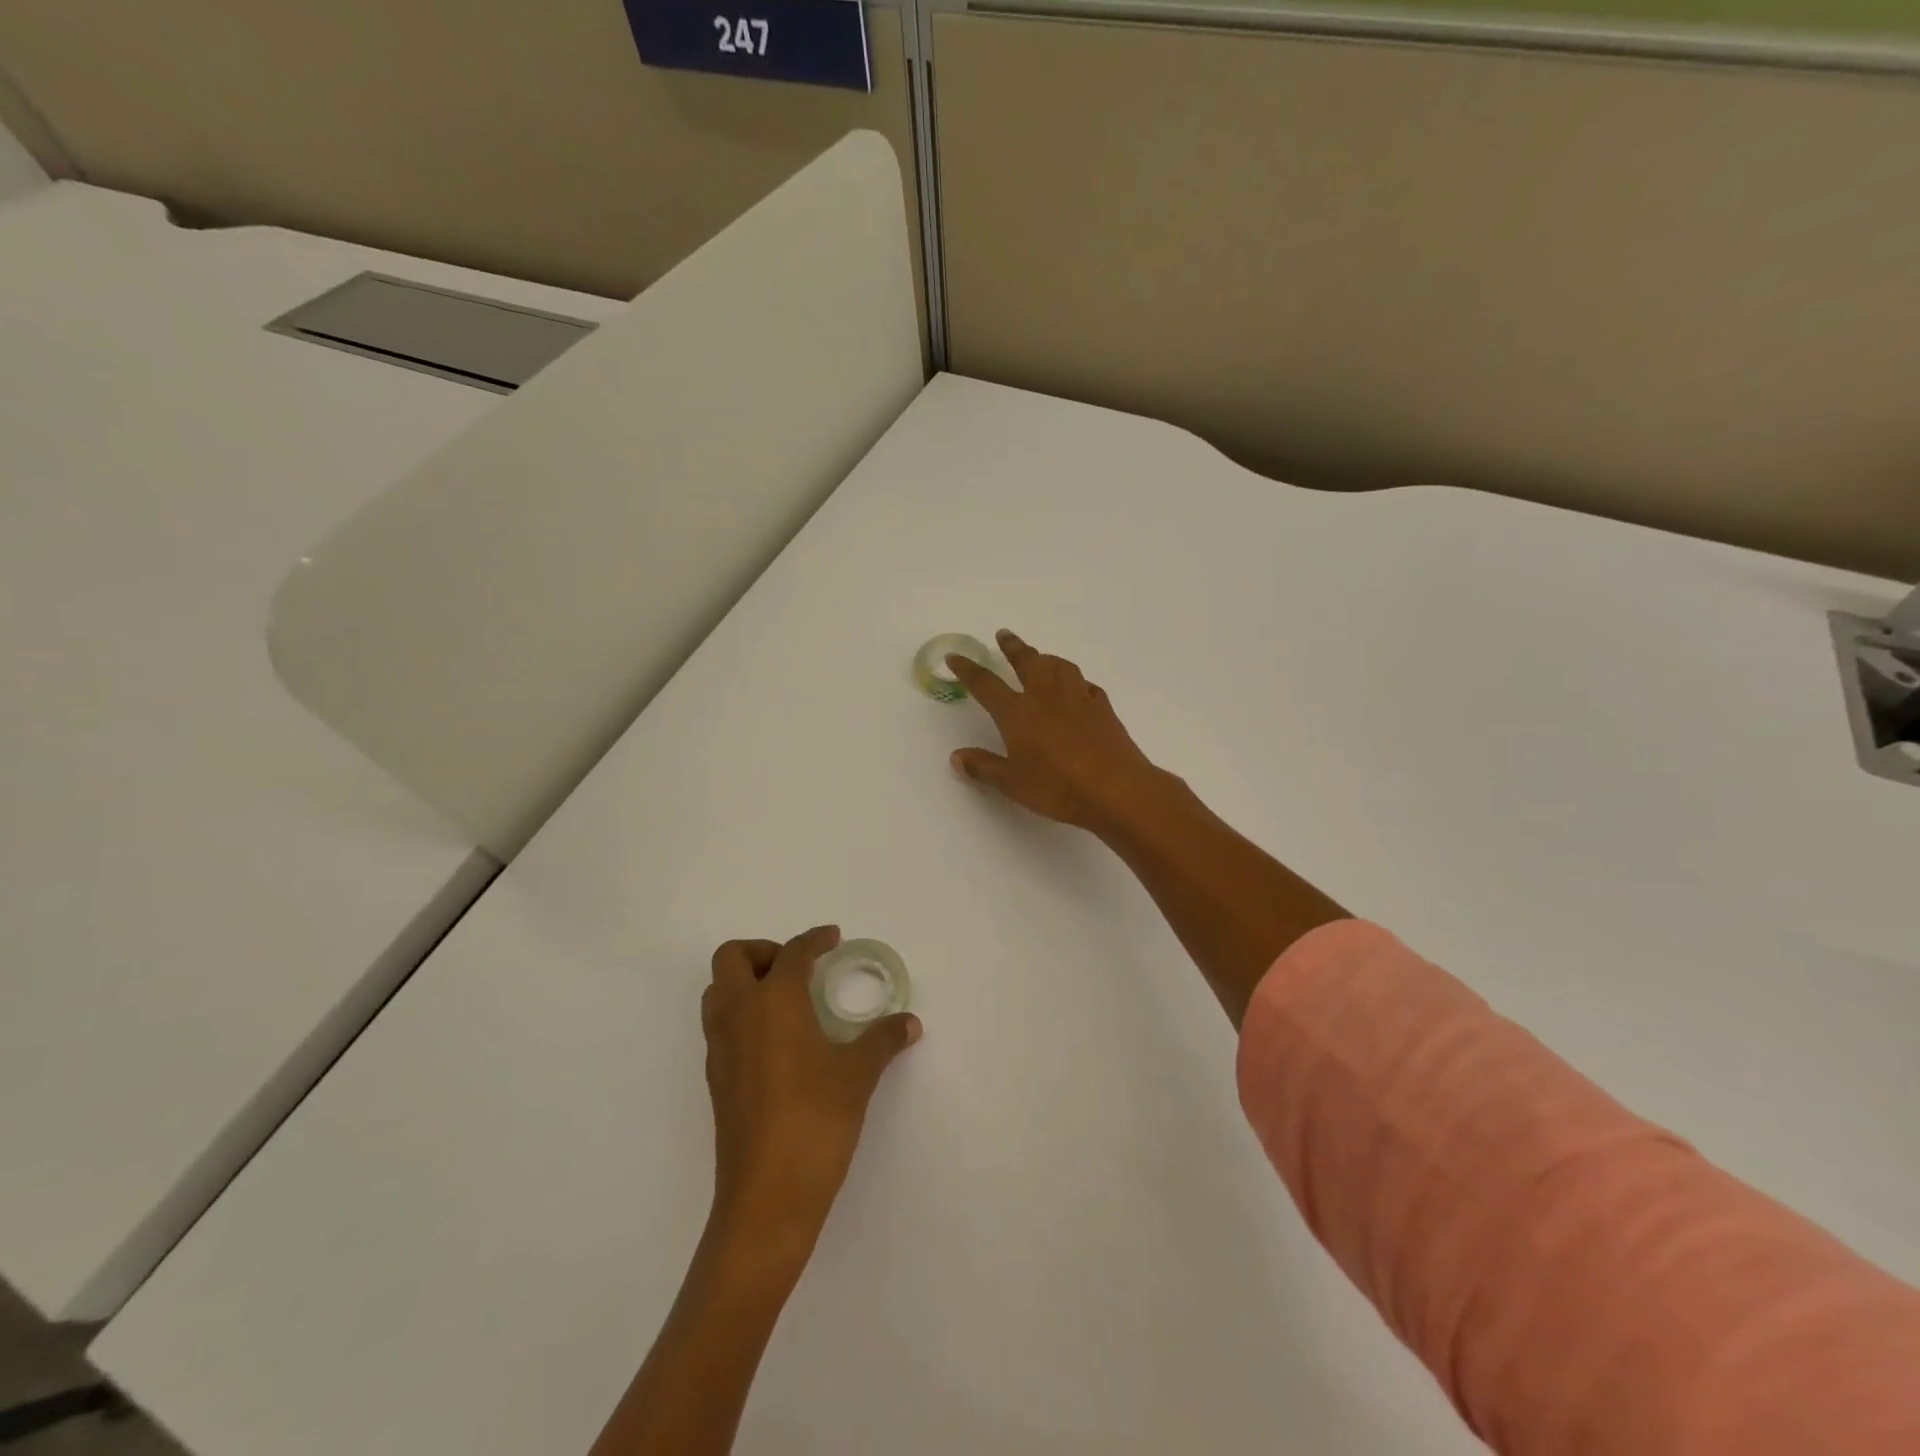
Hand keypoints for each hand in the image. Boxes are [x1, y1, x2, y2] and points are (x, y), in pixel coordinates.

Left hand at [702, 927, 920, 1260]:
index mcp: (774, 1001)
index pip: (791, 953)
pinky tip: (777, 1042)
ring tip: (787, 1001)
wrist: (767, 1197)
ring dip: (746, 981)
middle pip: (732, 957)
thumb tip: (909, 1023)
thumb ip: (883, 1041)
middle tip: (798, 969)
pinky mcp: (716, 1079)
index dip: (814, 939)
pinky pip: (720, 1025)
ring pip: (718, 991)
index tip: (832, 938)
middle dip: (764, 951)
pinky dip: (742, 1015)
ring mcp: (720, 1048)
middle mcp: (739, 1014)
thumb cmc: (815, 1121)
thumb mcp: (858, 1075)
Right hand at [947, 630, 1166, 835]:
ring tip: (1042, 657)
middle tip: (1004, 635)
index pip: (986, 685)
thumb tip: (957, 757)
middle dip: (1013, 647)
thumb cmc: (1057, 788)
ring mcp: (1078, 700)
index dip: (968, 669)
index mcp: (1018, 713)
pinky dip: (1078, 682)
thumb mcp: (1012, 784)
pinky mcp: (1103, 709)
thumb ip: (984, 768)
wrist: (1115, 789)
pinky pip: (1087, 686)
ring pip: (1061, 667)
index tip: (956, 656)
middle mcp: (1046, 697)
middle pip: (1027, 662)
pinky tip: (1078, 689)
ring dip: (1047, 658)